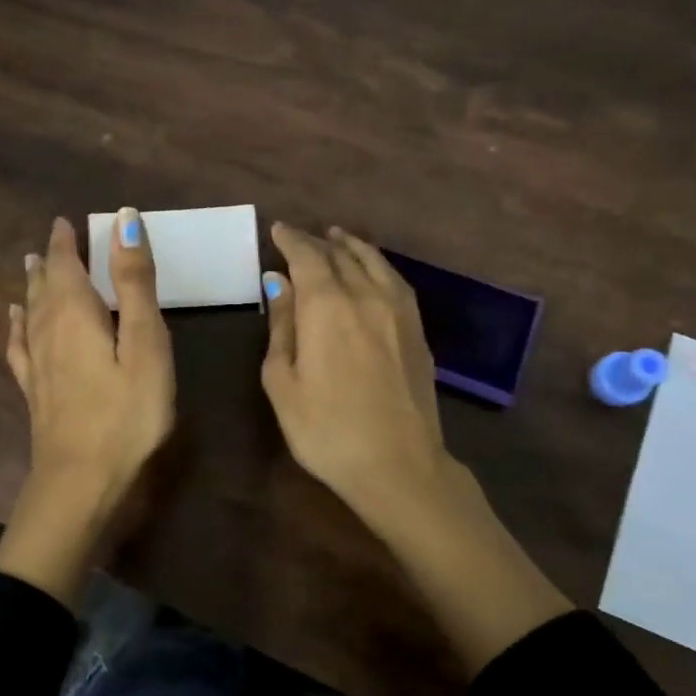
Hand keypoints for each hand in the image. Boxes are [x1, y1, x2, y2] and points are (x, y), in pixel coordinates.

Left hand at [0, 210, 174, 605]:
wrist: (81, 480)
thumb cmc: (126, 412)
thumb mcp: (144, 343)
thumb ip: (134, 282)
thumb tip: (124, 219)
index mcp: (75, 313)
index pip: (65, 264)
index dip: (67, 242)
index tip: (66, 221)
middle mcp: (48, 331)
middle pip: (45, 286)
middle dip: (51, 260)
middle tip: (54, 240)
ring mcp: (37, 364)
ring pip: (31, 312)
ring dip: (34, 286)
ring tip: (31, 266)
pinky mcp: (34, 391)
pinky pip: (20, 345)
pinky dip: (18, 325)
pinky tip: (15, 321)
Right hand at [261, 222, 571, 672]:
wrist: (399, 465)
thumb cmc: (326, 431)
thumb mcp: (283, 383)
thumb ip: (281, 327)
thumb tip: (278, 284)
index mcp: (327, 306)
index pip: (308, 257)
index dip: (291, 240)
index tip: (278, 230)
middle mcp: (366, 295)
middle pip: (340, 255)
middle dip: (317, 241)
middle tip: (300, 237)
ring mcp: (399, 311)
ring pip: (374, 262)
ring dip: (352, 246)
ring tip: (338, 237)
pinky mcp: (417, 329)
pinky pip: (395, 280)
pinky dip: (378, 265)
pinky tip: (373, 270)